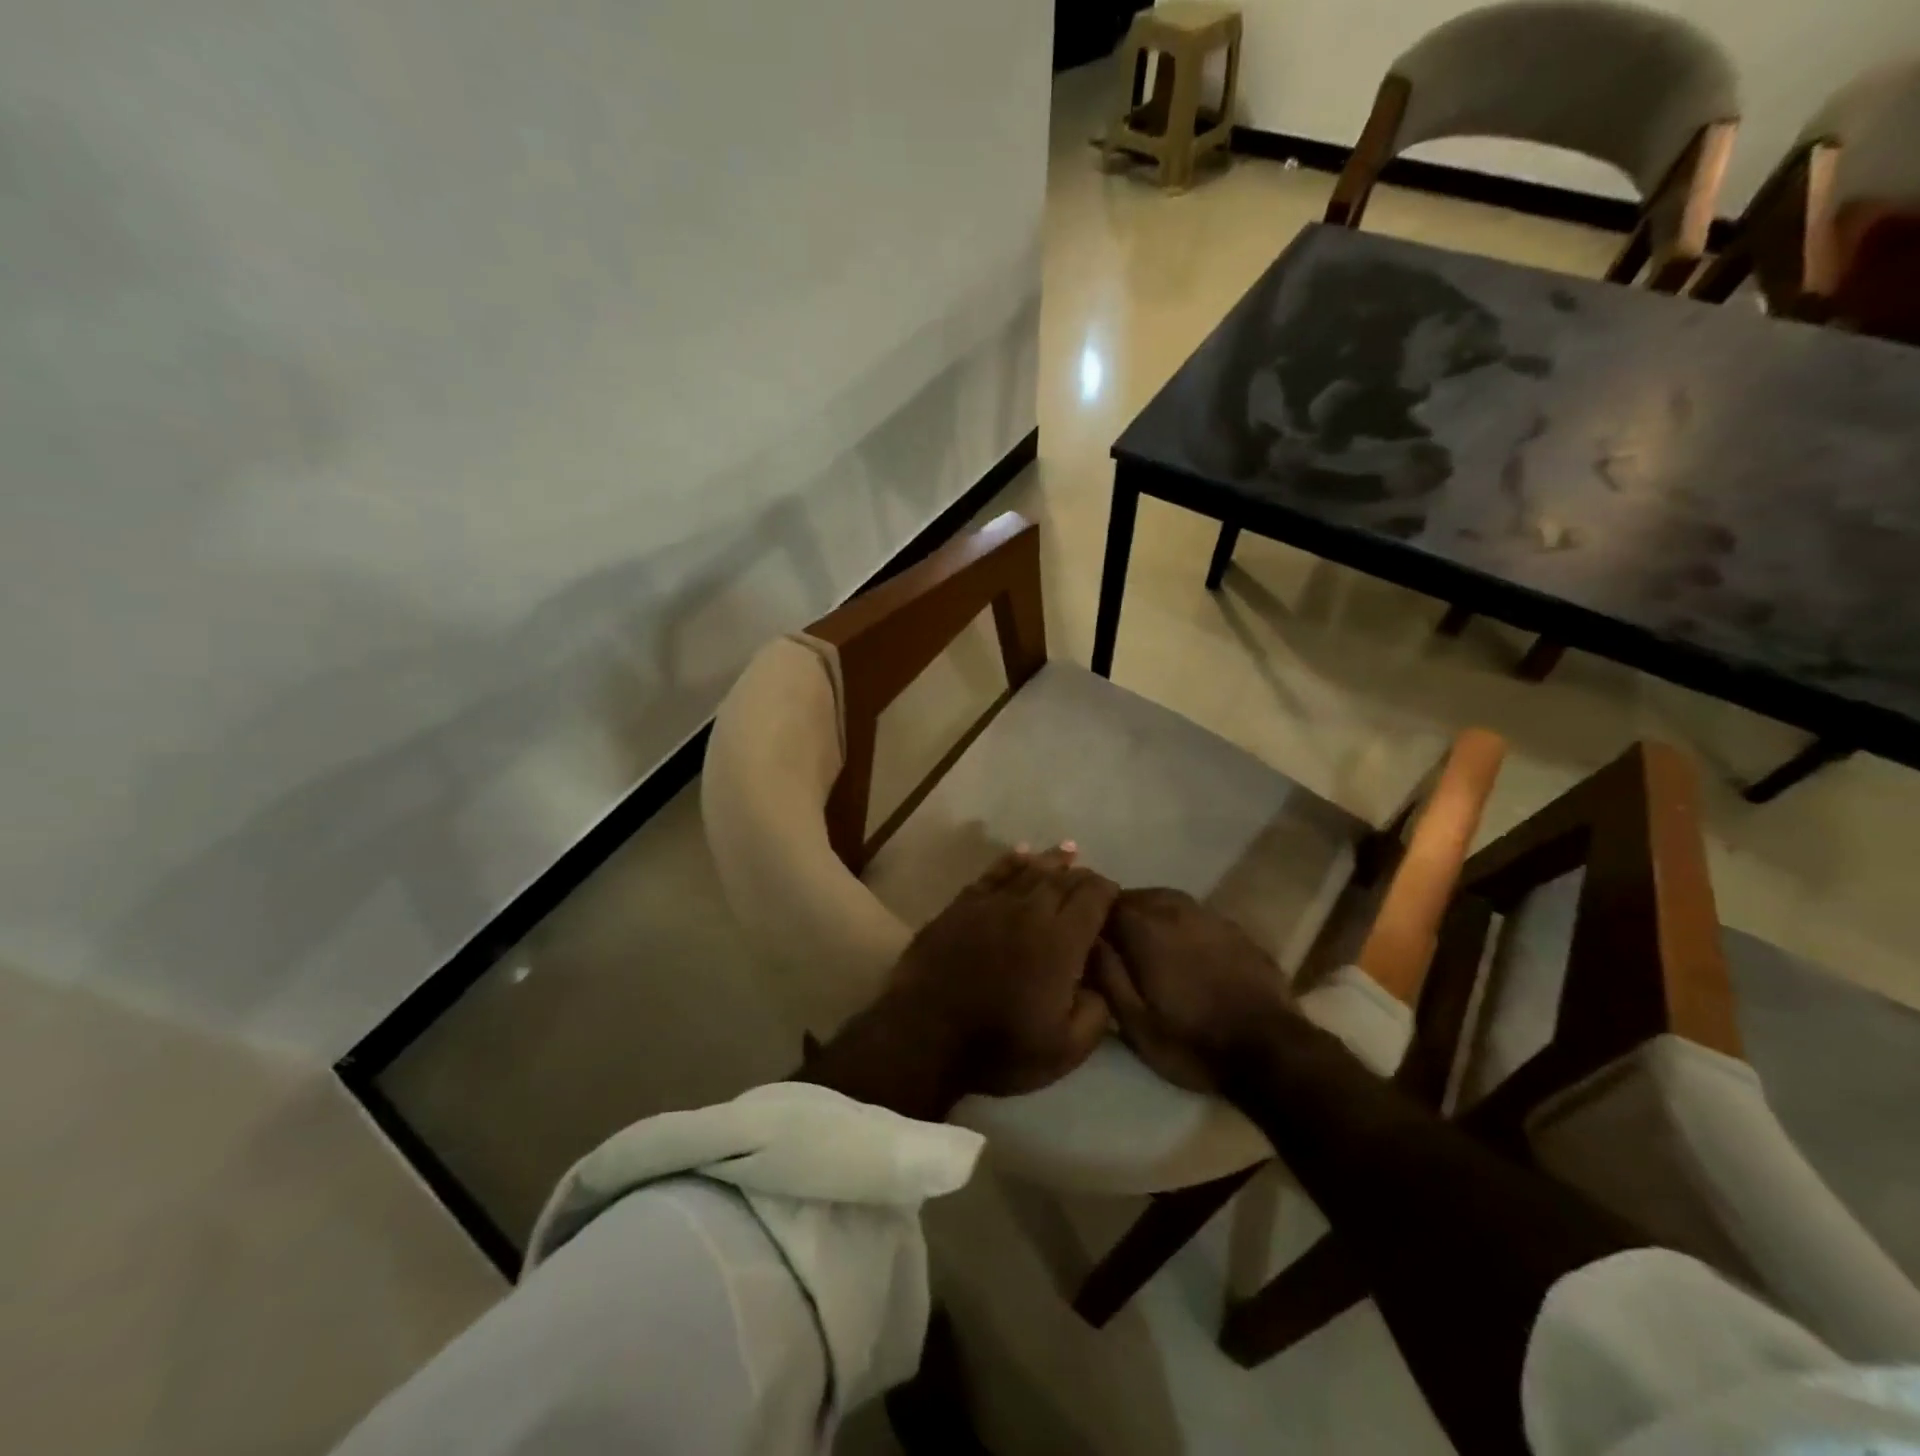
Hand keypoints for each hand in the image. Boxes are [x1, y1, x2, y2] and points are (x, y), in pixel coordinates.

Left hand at [801, 846, 1119, 1118]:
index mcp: (1060, 941)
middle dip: (1083, 876)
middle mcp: (1030, 911)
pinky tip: (1021, 852)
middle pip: (1063, 880)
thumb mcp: (1065, 1050)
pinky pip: (993, 873)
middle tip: (1093, 879)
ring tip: (1069, 851)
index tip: (1114, 896)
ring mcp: (992, 904)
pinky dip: (1011, 860)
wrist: (924, 1034)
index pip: (1092, 899)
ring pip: (1030, 870)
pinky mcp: (962, 905)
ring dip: (1053, 860)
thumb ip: (1096, 1013)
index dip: (1107, 892)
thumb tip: (1102, 985)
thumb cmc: (999, 1046)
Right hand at [1095, 887, 1296, 1092]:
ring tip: (1146, 942)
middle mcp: (1175, 910)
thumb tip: (1088, 938)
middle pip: (1136, 896)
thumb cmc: (1193, 1041)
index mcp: (1145, 929)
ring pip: (1167, 900)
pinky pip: (1195, 914)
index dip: (1092, 916)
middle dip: (1120, 913)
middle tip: (1113, 941)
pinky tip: (1184, 949)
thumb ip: (1106, 975)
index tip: (1085, 935)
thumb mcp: (1135, 1023)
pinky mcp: (1235, 929)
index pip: (1105, 902)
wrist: (1271, 1050)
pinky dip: (1180, 923)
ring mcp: (1209, 916)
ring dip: (1150, 914)